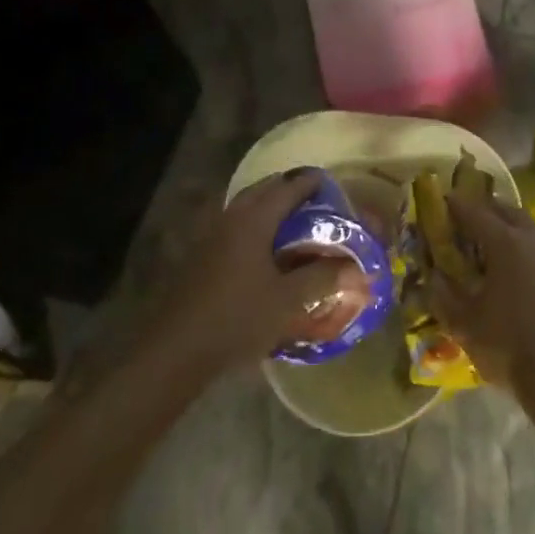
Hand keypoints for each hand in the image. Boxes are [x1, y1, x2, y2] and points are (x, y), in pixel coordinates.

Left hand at [145, 171, 351, 380]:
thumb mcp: (287, 300)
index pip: (290, 185)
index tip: (336, 188)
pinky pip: (237, 224)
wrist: (176, 351)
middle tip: (319, 206)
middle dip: (293, 191)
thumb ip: (324, 277)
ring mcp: (213, 233)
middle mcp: (232, 215)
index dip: (314, 183)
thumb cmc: (237, 318)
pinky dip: (257, 225)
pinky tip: (269, 252)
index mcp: (255, 217)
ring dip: (273, 208)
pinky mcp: (203, 253)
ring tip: (297, 227)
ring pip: (249, 206)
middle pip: (267, 189)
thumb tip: (359, 267)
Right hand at [431, 190, 534, 407]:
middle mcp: (534, 238)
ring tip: (490, 246)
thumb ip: (443, 294)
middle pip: (505, 211)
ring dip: (507, 228)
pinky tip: (517, 271)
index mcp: (506, 241)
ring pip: (527, 227)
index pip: (474, 211)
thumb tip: (432, 275)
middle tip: (465, 222)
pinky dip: (525, 248)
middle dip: (483, 211)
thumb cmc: (509, 348)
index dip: (455, 205)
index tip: (442, 202)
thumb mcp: (465, 324)